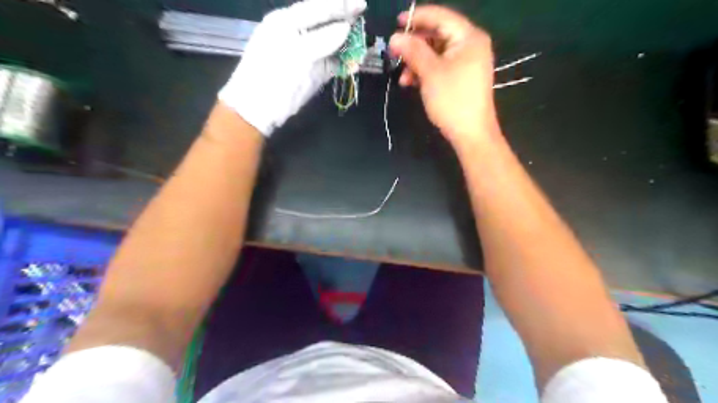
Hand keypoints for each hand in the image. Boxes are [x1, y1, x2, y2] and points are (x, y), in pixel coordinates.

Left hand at [217, 0, 364, 134]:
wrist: (258, 110)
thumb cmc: (274, 78)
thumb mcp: (298, 55)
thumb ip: (323, 39)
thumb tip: (345, 27)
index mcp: (287, 22)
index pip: (318, 8)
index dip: (341, 5)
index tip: (363, 5)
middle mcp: (297, 35)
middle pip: (326, 24)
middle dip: (346, 25)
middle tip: (364, 27)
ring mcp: (305, 55)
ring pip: (331, 45)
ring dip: (347, 47)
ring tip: (363, 49)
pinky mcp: (311, 74)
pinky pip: (331, 64)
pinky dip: (343, 64)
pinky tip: (354, 65)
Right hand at [387, 4, 500, 149]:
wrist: (471, 134)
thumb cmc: (452, 100)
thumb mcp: (430, 73)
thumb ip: (412, 51)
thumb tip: (394, 37)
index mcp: (468, 37)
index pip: (440, 16)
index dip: (417, 17)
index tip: (395, 22)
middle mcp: (470, 45)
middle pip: (437, 34)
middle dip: (414, 45)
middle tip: (394, 53)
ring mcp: (467, 62)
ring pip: (436, 53)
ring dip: (417, 62)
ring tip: (402, 77)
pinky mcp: (461, 77)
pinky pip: (440, 66)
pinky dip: (425, 72)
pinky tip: (411, 82)